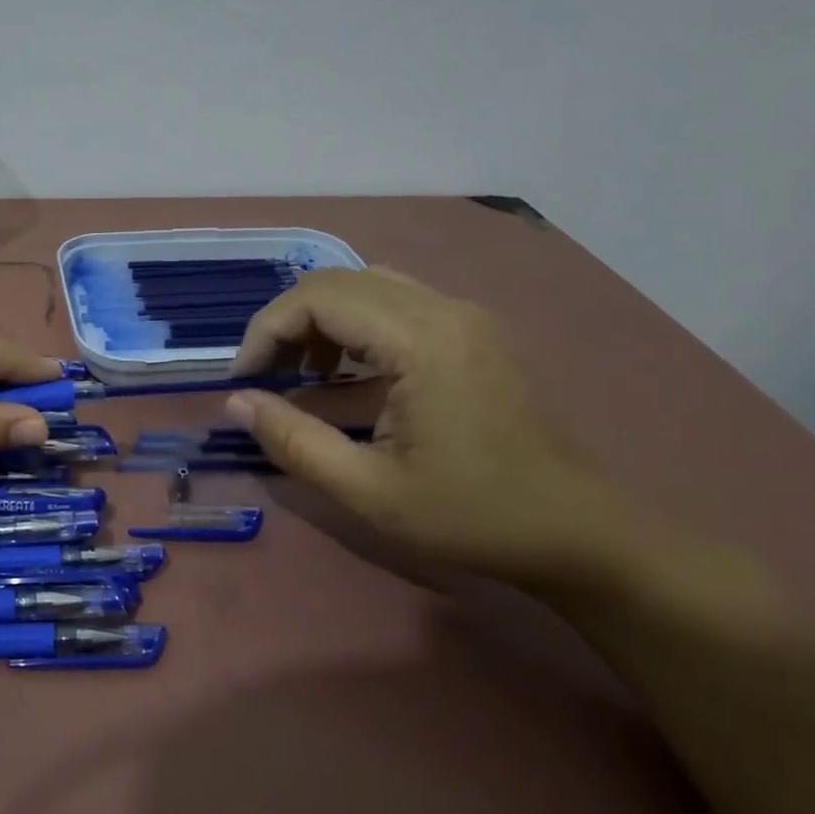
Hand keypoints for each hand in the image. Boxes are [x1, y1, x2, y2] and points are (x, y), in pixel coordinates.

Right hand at [227, 268, 627, 587]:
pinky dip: (352, 327)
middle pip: (338, 282)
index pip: (318, 298)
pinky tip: (343, 374)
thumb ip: (293, 441)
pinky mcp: (471, 333)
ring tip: (299, 375)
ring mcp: (464, 317)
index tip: (243, 382)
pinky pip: (395, 303)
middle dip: (285, 324)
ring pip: (366, 286)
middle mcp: (445, 310)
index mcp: (423, 341)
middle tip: (262, 378)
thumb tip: (236, 402)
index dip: (266, 332)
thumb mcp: (368, 490)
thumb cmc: (472, 516)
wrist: (578, 531)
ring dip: (319, 321)